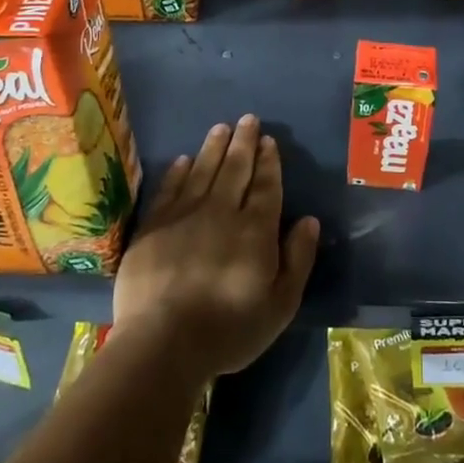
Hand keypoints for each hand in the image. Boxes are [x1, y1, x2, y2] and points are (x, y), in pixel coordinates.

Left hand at [113, 114, 319, 380]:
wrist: (163, 343)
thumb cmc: (229, 329)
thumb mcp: (280, 305)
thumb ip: (298, 259)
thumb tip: (309, 220)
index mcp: (255, 230)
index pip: (266, 186)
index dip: (269, 162)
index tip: (269, 140)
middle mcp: (221, 212)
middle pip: (235, 169)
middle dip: (244, 142)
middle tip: (248, 119)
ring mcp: (184, 216)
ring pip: (203, 171)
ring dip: (214, 147)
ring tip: (221, 127)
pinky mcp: (153, 227)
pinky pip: (170, 189)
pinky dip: (179, 172)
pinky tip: (184, 160)